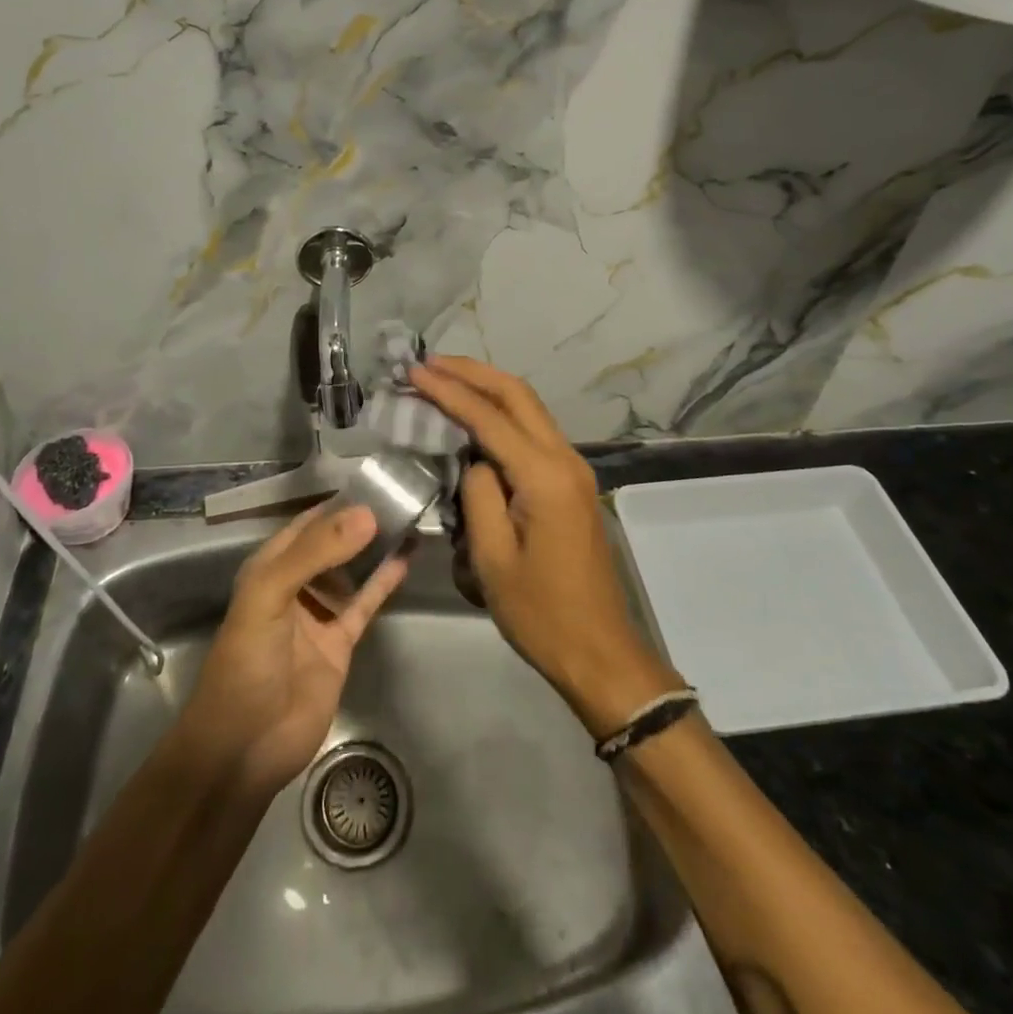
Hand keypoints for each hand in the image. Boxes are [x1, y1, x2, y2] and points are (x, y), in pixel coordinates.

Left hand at [178, 504, 407, 794]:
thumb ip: (316, 553)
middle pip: (333, 543)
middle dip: (361, 522)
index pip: (307, 522)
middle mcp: (296, 583)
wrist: (244, 746)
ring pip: (353, 570)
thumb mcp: (270, 596)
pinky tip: (405, 559)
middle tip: (402, 496)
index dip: (337, 502)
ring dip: (375, 548)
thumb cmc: (246, 662)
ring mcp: (320, 613)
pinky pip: (365, 603)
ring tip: (409, 518)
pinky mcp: (340, 641)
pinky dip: (383, 582)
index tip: (376, 480)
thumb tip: (367, 514)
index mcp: (270, 567)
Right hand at [411, 356, 680, 736]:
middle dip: (471, 372)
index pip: (489, 418)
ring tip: (444, 379)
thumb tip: (473, 460)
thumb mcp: (492, 558)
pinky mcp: (570, 483)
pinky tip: (474, 417)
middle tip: (428, 363)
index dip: (448, 391)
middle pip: (517, 394)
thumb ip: (478, 494)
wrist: (599, 651)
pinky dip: (501, 414)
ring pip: (528, 408)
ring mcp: (573, 469)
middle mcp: (565, 459)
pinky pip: (532, 432)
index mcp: (545, 476)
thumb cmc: (540, 613)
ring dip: (487, 388)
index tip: (413, 371)